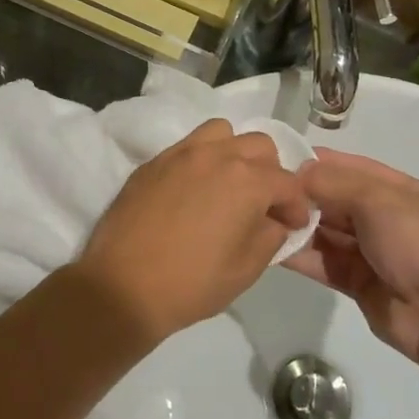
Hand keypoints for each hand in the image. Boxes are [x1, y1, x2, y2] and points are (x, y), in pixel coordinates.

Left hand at [72, 120, 312, 345]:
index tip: (292, 225)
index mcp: (246, 181)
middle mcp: (216, 156)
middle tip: (263, 204)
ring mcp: (180, 154)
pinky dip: (201, 159)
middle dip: (270, 172)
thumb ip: (270, 236)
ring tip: (228, 184)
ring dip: (234, 153)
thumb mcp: (246, 269)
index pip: (288, 182)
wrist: (122, 286)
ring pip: (221, 132)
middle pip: (259, 145)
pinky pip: (187, 146)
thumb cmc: (191, 283)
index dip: (296, 206)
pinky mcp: (153, 162)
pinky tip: (193, 190)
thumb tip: (274, 220)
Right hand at [285, 149, 418, 363]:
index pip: (356, 169)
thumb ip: (334, 183)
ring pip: (329, 234)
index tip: (282, 158)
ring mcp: (375, 254)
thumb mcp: (379, 200)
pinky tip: (272, 248)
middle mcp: (390, 220)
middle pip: (339, 201)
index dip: (321, 162)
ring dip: (300, 226)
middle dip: (306, 195)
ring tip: (263, 218)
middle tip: (264, 191)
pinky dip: (301, 256)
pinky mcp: (360, 284)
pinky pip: (325, 264)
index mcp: (405, 193)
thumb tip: (298, 172)